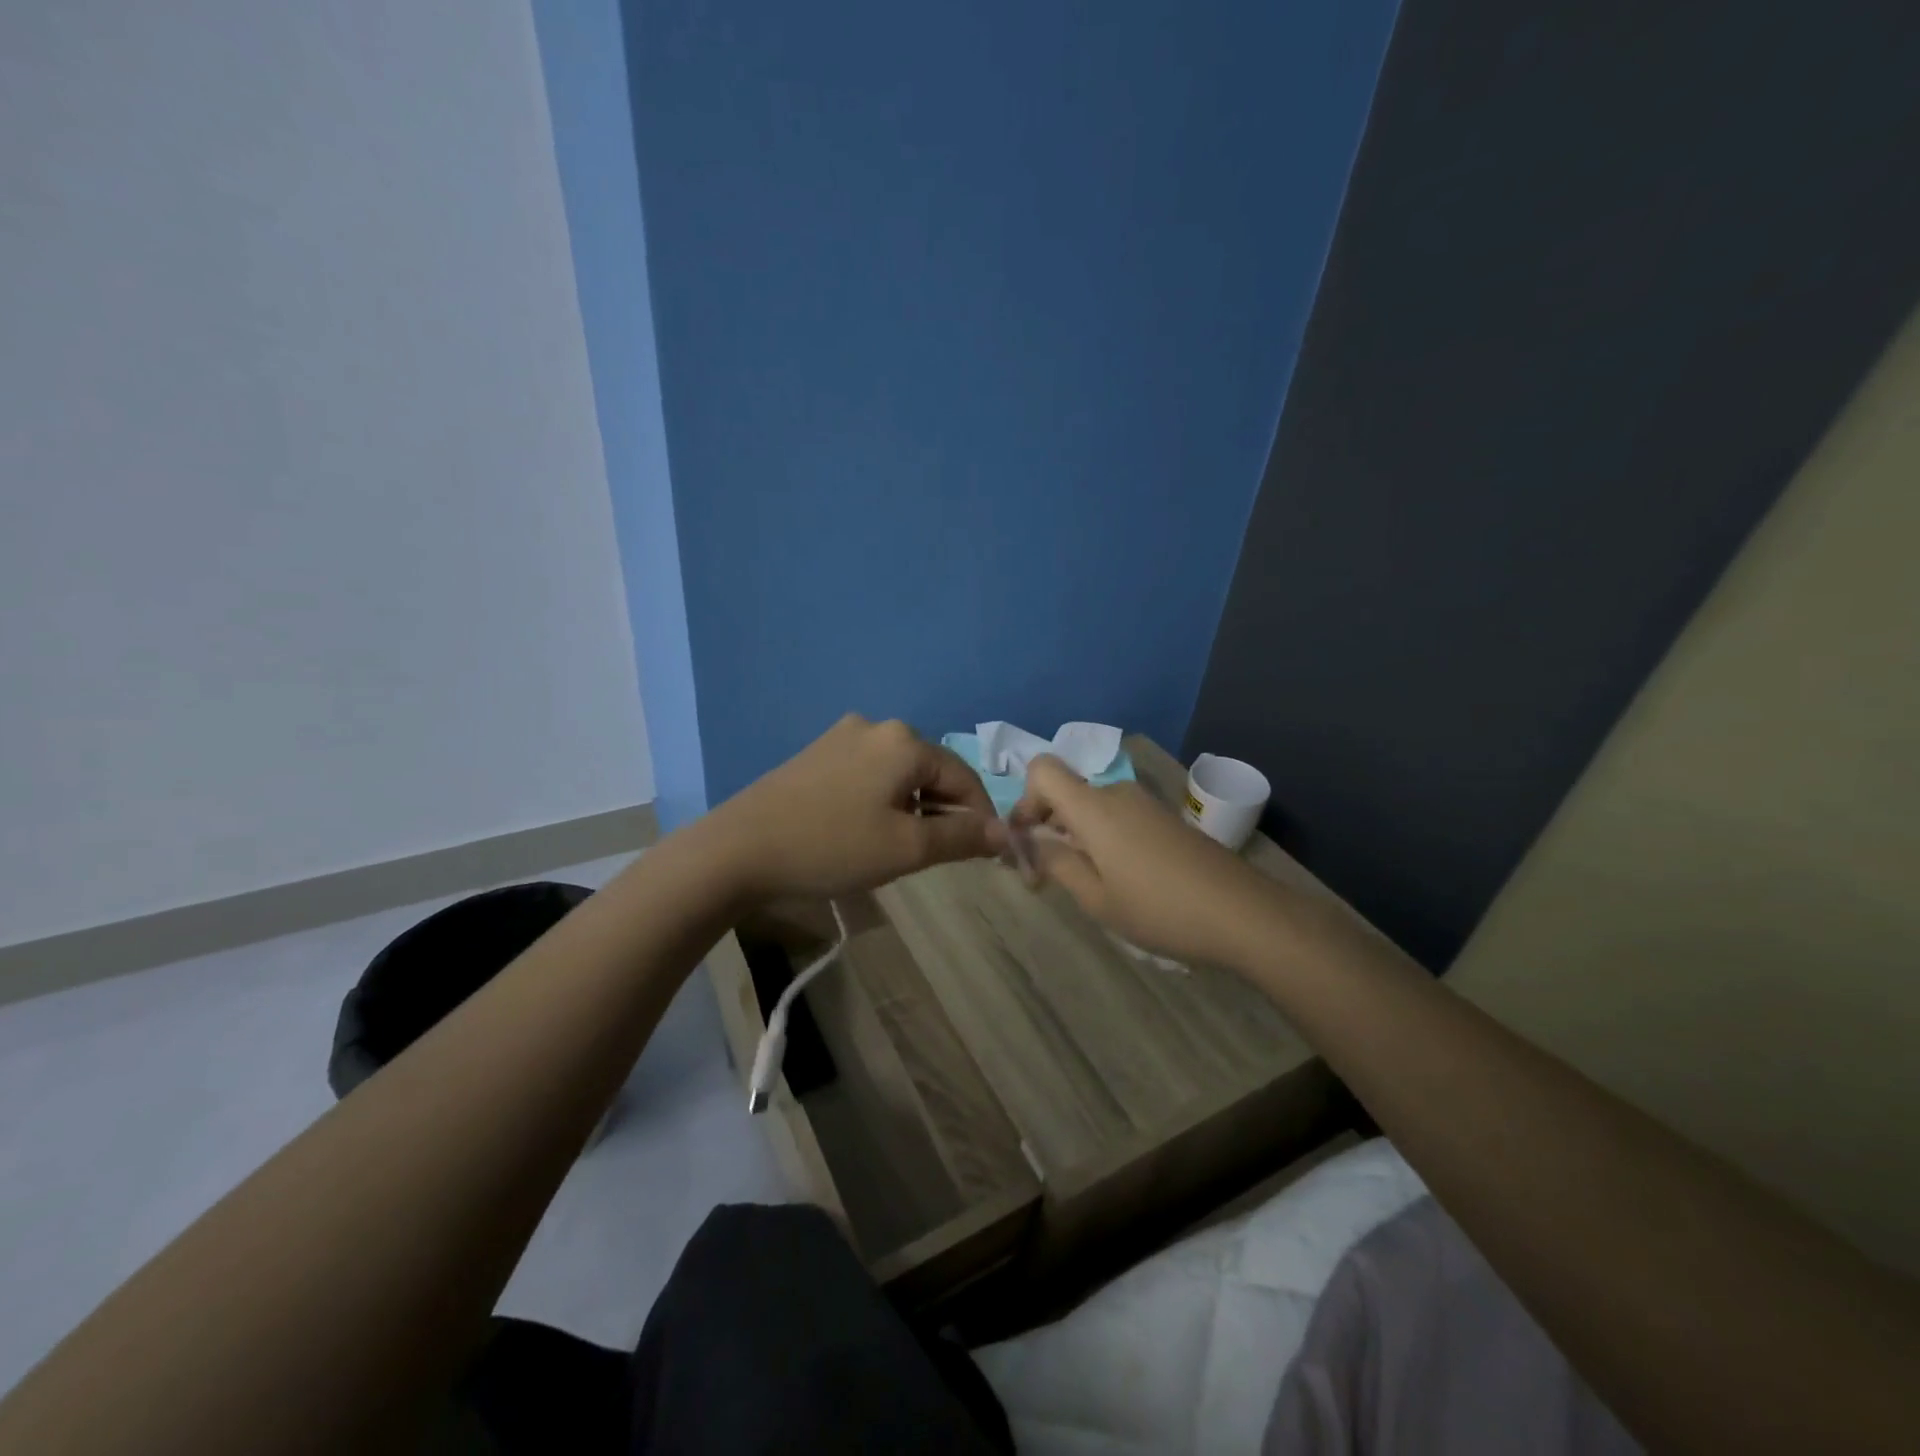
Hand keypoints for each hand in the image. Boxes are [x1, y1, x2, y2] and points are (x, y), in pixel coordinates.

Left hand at [713, 715, 1007, 901]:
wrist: (738, 849)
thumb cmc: (832, 847)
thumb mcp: (906, 848)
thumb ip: (961, 837)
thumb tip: (1004, 832)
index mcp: (905, 741)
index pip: (964, 778)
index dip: (980, 818)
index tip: (984, 855)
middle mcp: (876, 726)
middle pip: (931, 772)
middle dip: (942, 813)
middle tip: (935, 857)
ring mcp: (841, 736)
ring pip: (899, 774)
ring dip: (911, 808)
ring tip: (898, 848)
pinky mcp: (816, 753)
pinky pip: (868, 774)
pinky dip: (881, 800)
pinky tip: (863, 830)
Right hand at [1010, 754, 1273, 966]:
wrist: (1243, 913)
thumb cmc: (1159, 908)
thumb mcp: (1096, 897)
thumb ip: (1056, 863)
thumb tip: (1028, 842)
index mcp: (1093, 807)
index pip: (1042, 770)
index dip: (1024, 799)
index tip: (1026, 839)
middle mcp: (1117, 793)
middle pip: (1067, 791)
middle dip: (1048, 825)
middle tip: (1045, 875)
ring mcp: (1146, 804)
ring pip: (1093, 807)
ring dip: (1077, 835)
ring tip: (1086, 883)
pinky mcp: (1166, 819)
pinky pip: (1118, 816)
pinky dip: (1104, 838)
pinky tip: (1122, 879)